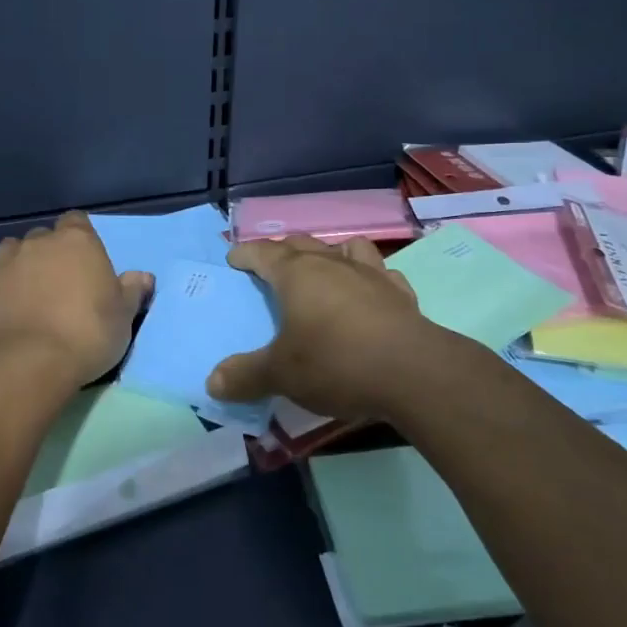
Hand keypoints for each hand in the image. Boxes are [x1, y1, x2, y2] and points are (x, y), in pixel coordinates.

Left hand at [0, 211, 152, 386]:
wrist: (30, 362)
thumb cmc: (88, 332)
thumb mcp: (123, 315)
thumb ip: (132, 291)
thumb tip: (143, 276)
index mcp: (77, 241)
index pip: (76, 221)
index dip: (80, 237)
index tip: (86, 260)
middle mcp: (38, 244)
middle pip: (43, 237)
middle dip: (49, 253)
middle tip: (61, 283)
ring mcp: (5, 265)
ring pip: (12, 253)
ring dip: (21, 266)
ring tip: (31, 294)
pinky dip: (3, 293)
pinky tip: (12, 315)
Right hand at [207, 235, 433, 422]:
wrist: (414, 373)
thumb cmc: (336, 363)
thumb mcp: (282, 375)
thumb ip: (245, 376)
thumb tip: (212, 382)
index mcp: (297, 274)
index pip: (263, 252)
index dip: (246, 254)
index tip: (234, 258)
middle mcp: (332, 264)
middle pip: (302, 244)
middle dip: (282, 251)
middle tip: (271, 266)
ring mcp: (371, 275)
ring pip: (346, 248)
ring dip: (330, 253)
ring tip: (325, 269)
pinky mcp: (402, 294)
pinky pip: (382, 273)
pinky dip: (370, 278)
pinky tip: (370, 294)